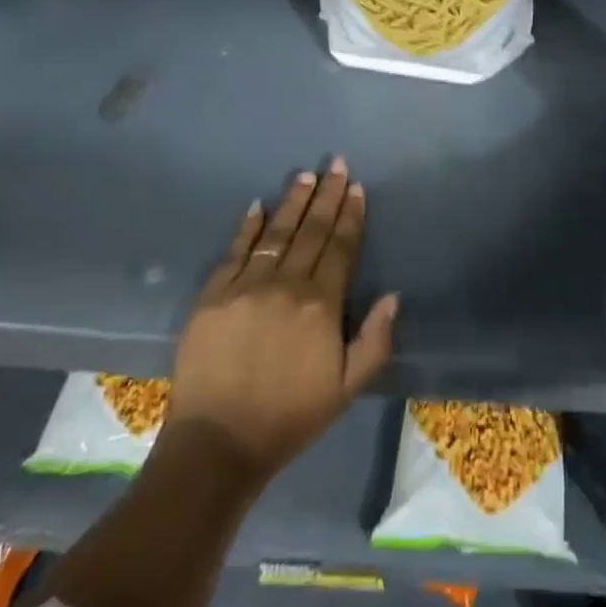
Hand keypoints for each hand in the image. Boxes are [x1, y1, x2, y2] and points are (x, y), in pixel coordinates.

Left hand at [167, 158, 397, 488]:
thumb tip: (393, 295)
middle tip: (335, 163)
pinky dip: (248, 227)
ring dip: (292, 202)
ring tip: (305, 176)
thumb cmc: (290, 417)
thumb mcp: (348, 388)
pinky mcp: (212, 296)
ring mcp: (246, 287)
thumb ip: (375, 340)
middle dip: (326, 195)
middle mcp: (286, 285)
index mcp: (321, 305)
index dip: (350, 216)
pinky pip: (235, 252)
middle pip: (311, 231)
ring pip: (276, 234)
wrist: (218, 443)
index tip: (355, 187)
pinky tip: (257, 206)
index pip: (340, 248)